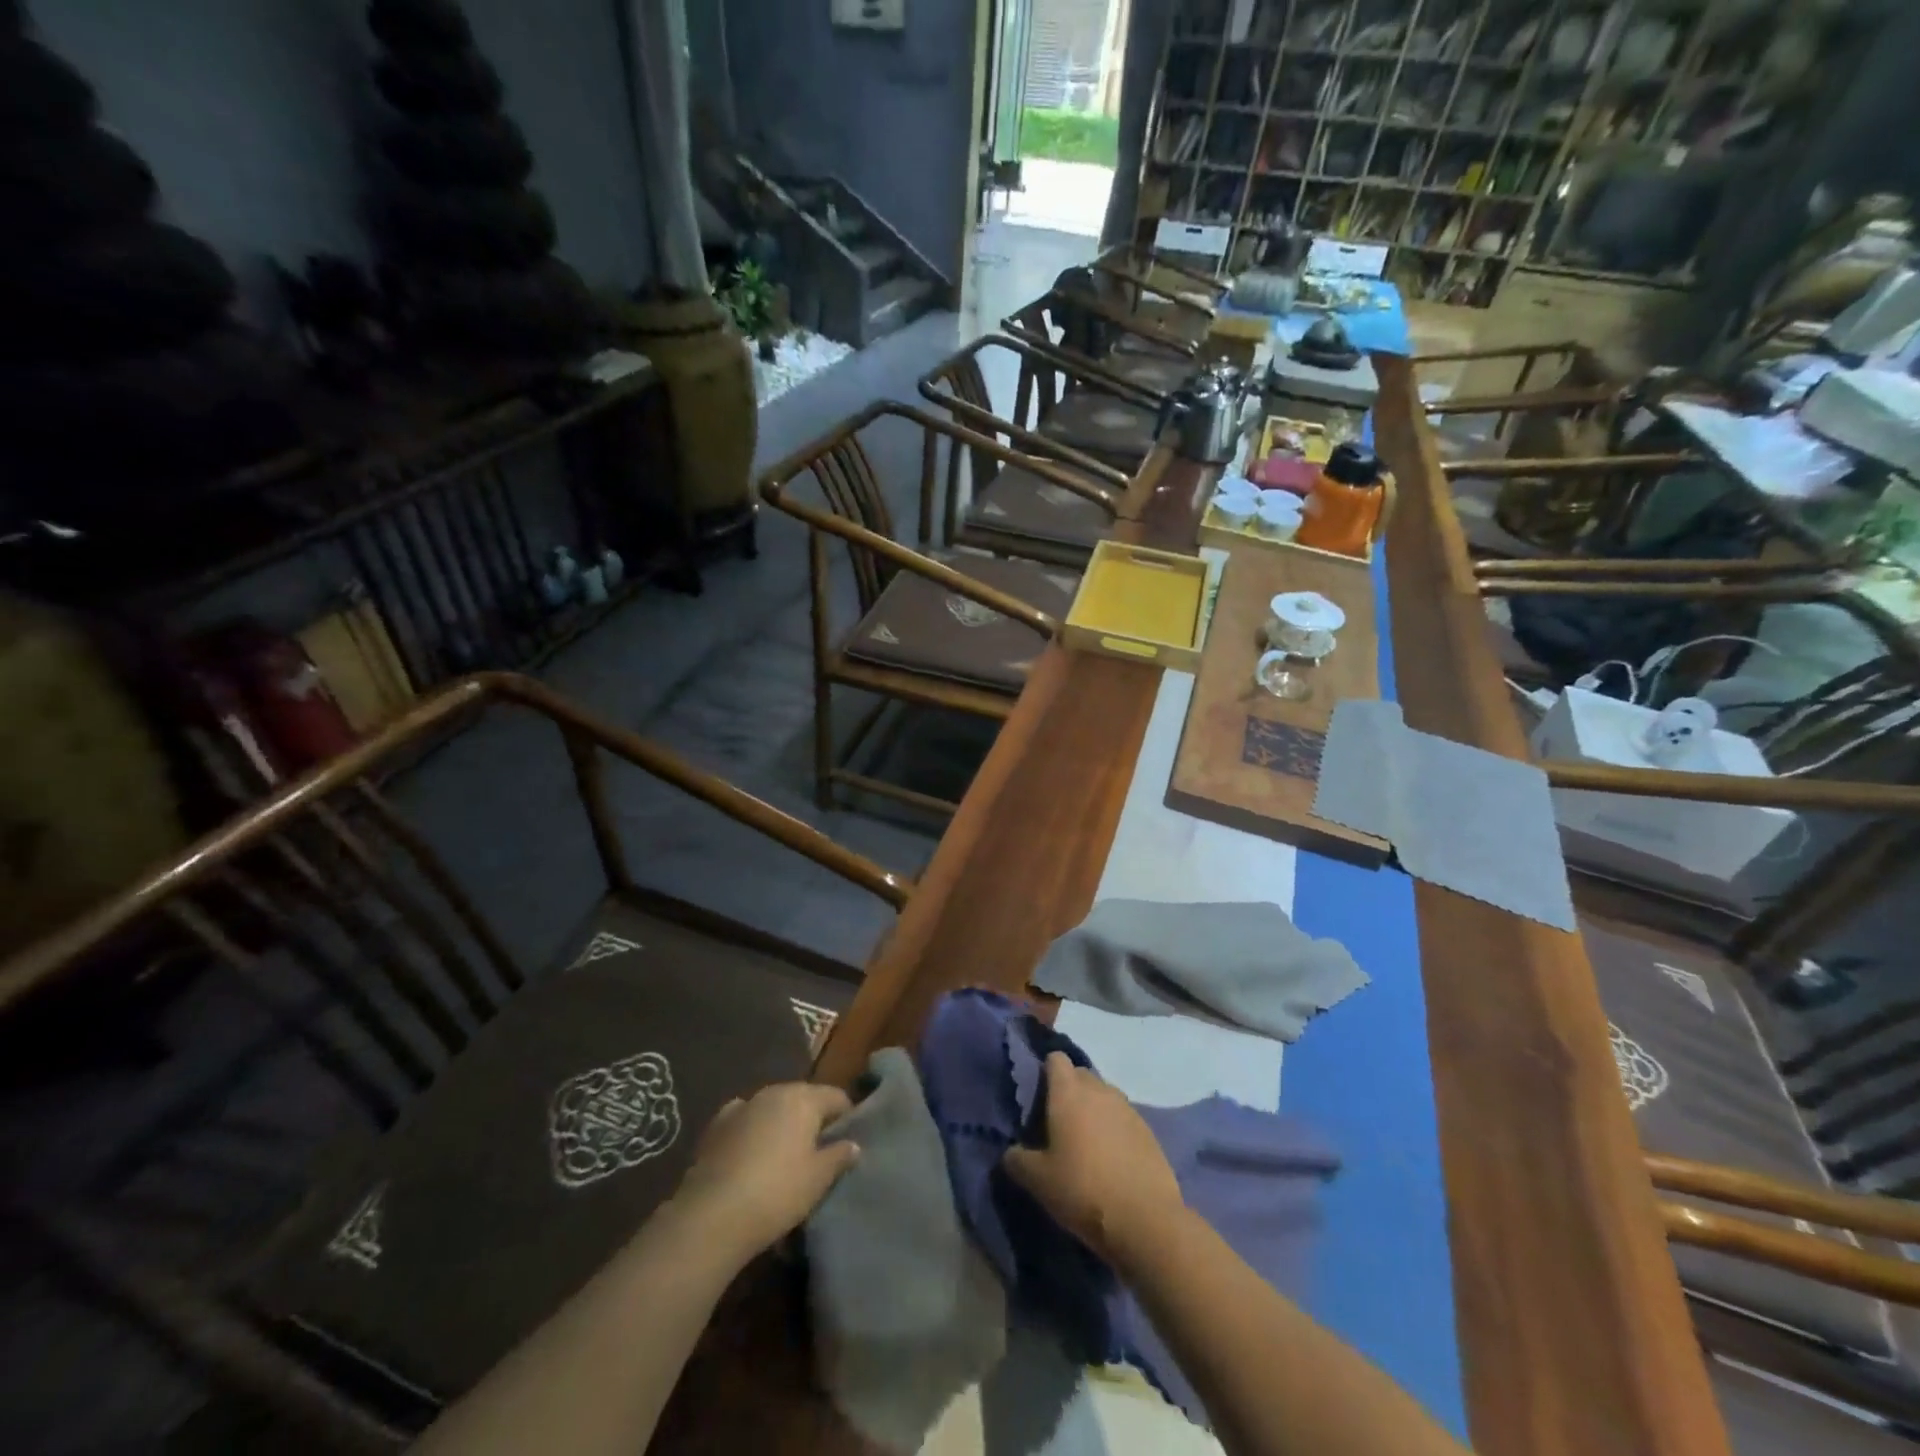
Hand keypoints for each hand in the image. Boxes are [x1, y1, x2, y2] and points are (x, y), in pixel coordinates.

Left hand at [671, 1083, 859, 1260]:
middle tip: (820, 1150)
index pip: (836, 1097)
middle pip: (804, 1098)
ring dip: (782, 1123)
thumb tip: (853, 1144)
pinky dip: (753, 1129)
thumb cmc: (777, 1193)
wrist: (712, 1216)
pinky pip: (745, 1119)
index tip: (849, 1141)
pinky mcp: (716, 1126)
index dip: (847, 1117)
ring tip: (785, 1155)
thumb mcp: (818, 1179)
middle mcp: (774, 1092)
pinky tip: (751, 1151)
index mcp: (803, 1098)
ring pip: (773, 1107)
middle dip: (814, 1118)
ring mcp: (742, 1106)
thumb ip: (839, 1156)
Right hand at [1002, 1052, 1185, 1266]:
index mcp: (1068, 1092)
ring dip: (1093, 1110)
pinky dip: (1114, 1129)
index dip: (1045, 1071)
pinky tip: (1110, 1160)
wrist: (1146, 1220)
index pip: (1055, 1059)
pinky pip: (1123, 1118)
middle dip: (1068, 1091)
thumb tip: (1011, 1152)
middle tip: (1057, 1123)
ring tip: (1084, 1144)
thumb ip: (1017, 1159)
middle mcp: (1099, 1090)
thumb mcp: (1038, 1181)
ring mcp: (1127, 1108)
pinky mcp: (1148, 1130)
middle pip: (1080, 1075)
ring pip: (1103, 1096)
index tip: (1037, 1097)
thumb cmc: (1083, 1190)